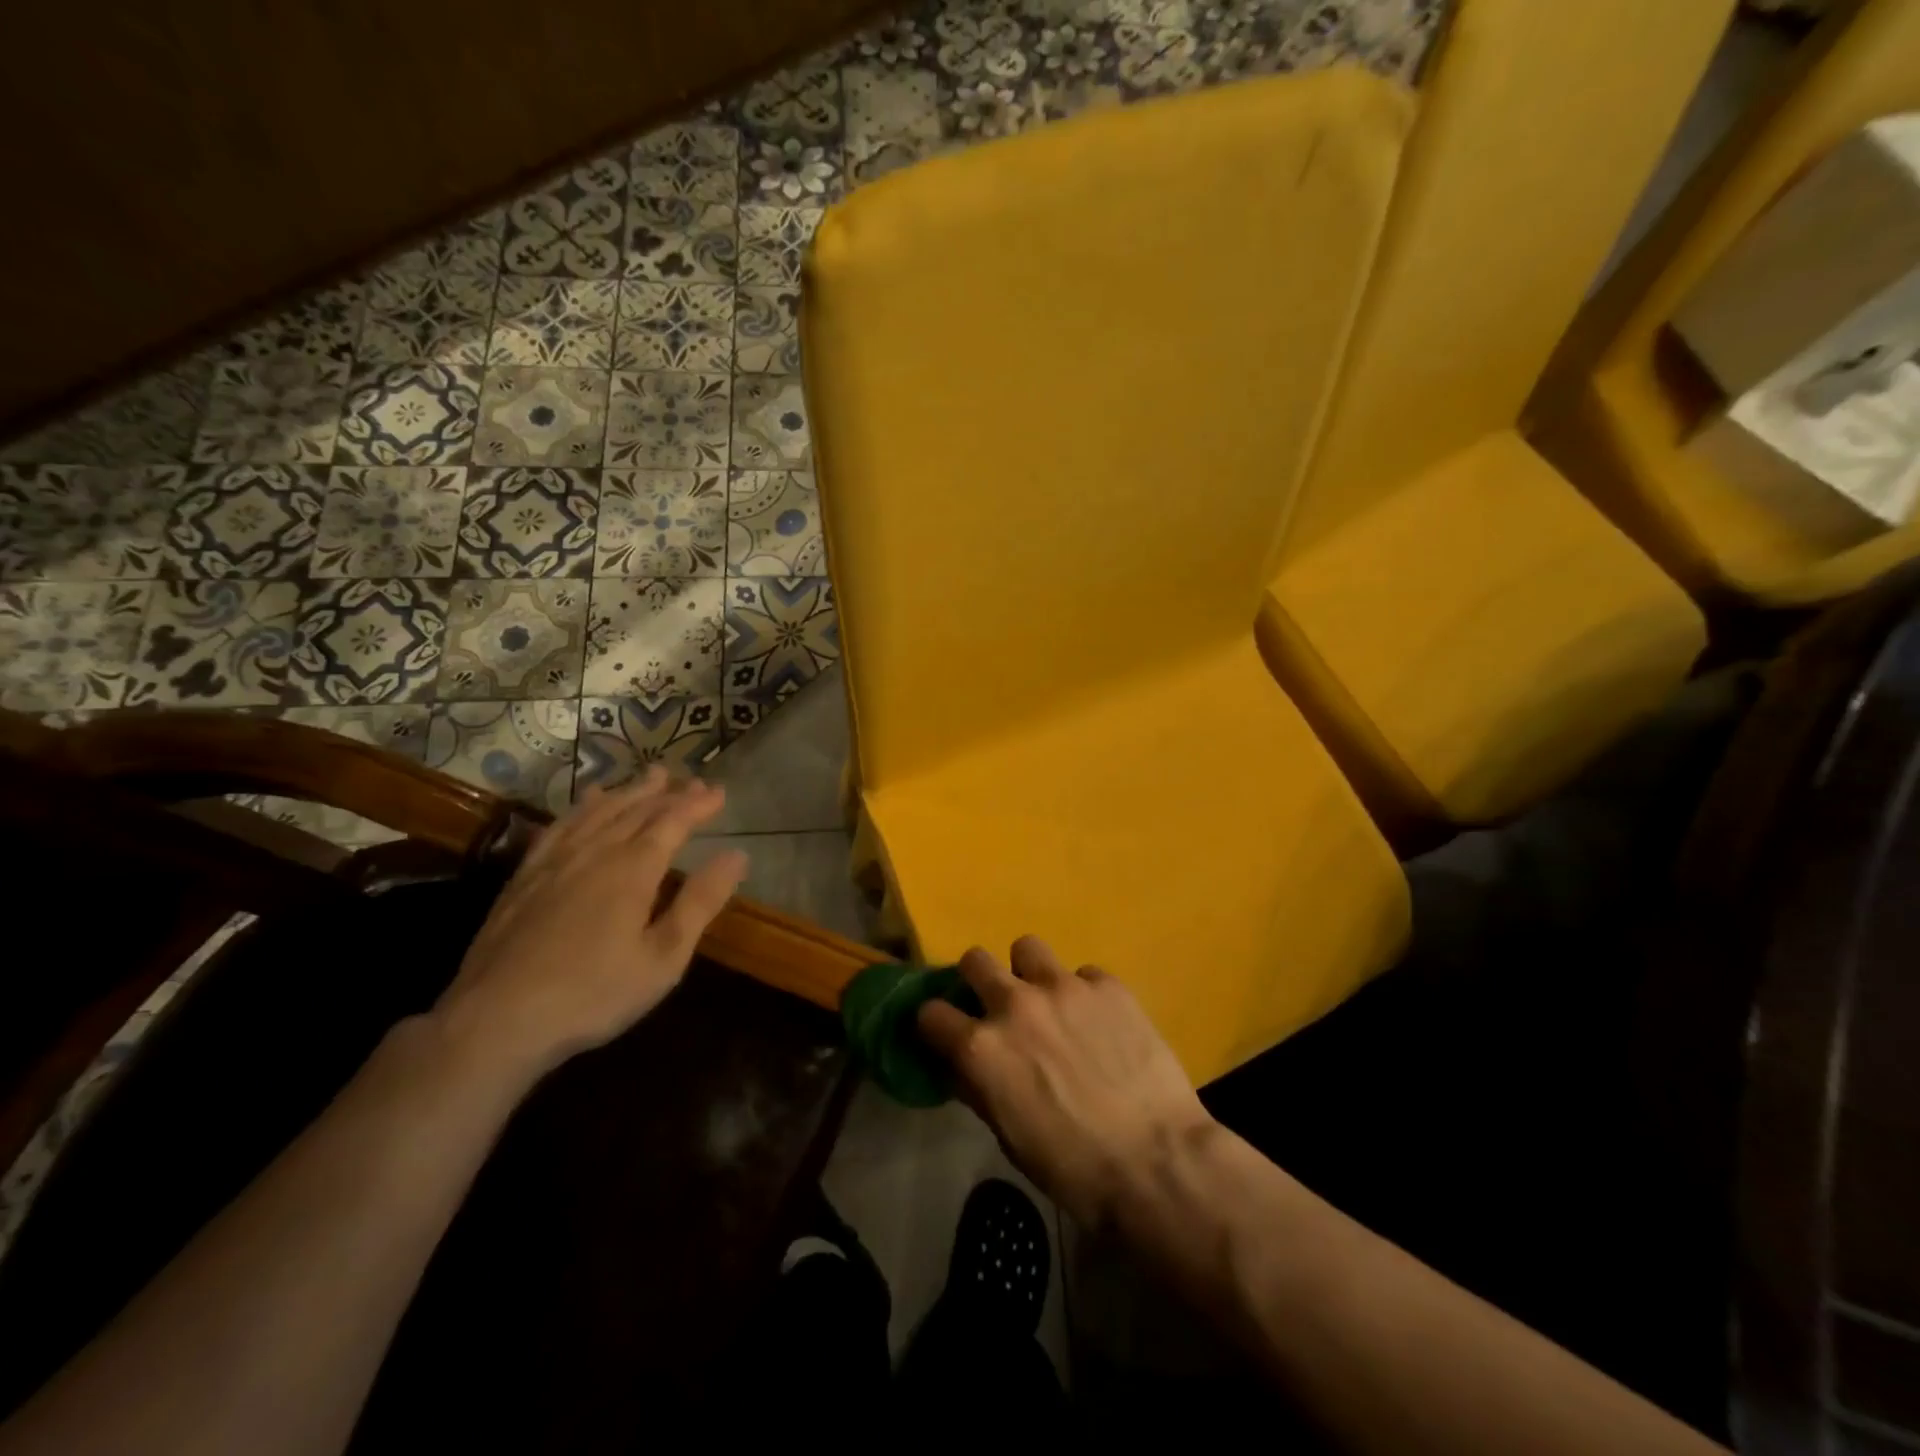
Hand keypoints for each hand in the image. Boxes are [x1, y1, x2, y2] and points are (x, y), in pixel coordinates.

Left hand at [432, 769, 747, 1080]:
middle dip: (666, 793)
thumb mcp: (664, 957)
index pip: (672, 822)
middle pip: (635, 809)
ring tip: (647, 777)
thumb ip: (700, 902)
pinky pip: (559, 827)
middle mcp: (595, 852)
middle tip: (690, 779)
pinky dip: (580, 808)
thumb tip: (737, 855)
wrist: (496, 1020)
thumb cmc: (594, 993)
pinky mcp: (524, 877)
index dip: (697, 804)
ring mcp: (554, 862)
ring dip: (627, 791)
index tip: (719, 791)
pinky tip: (585, 805)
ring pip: (597, 812)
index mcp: (633, 869)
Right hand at [917, 938, 1215, 1229]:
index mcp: (981, 1047)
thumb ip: (981, 1088)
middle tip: (996, 1005)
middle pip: (975, 960)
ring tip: (1049, 1000)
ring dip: (1029, 972)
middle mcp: (1014, 1004)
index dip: (935, 1024)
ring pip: (1027, 948)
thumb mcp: (1009, 1137)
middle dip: (977, 980)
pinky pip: (1084, 974)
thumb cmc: (1073, 1169)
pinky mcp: (1107, 985)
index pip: (930, 1012)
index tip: (945, 1032)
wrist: (1156, 1163)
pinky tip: (1101, 1022)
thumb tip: (965, 1066)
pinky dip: (1084, 994)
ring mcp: (1063, 987)